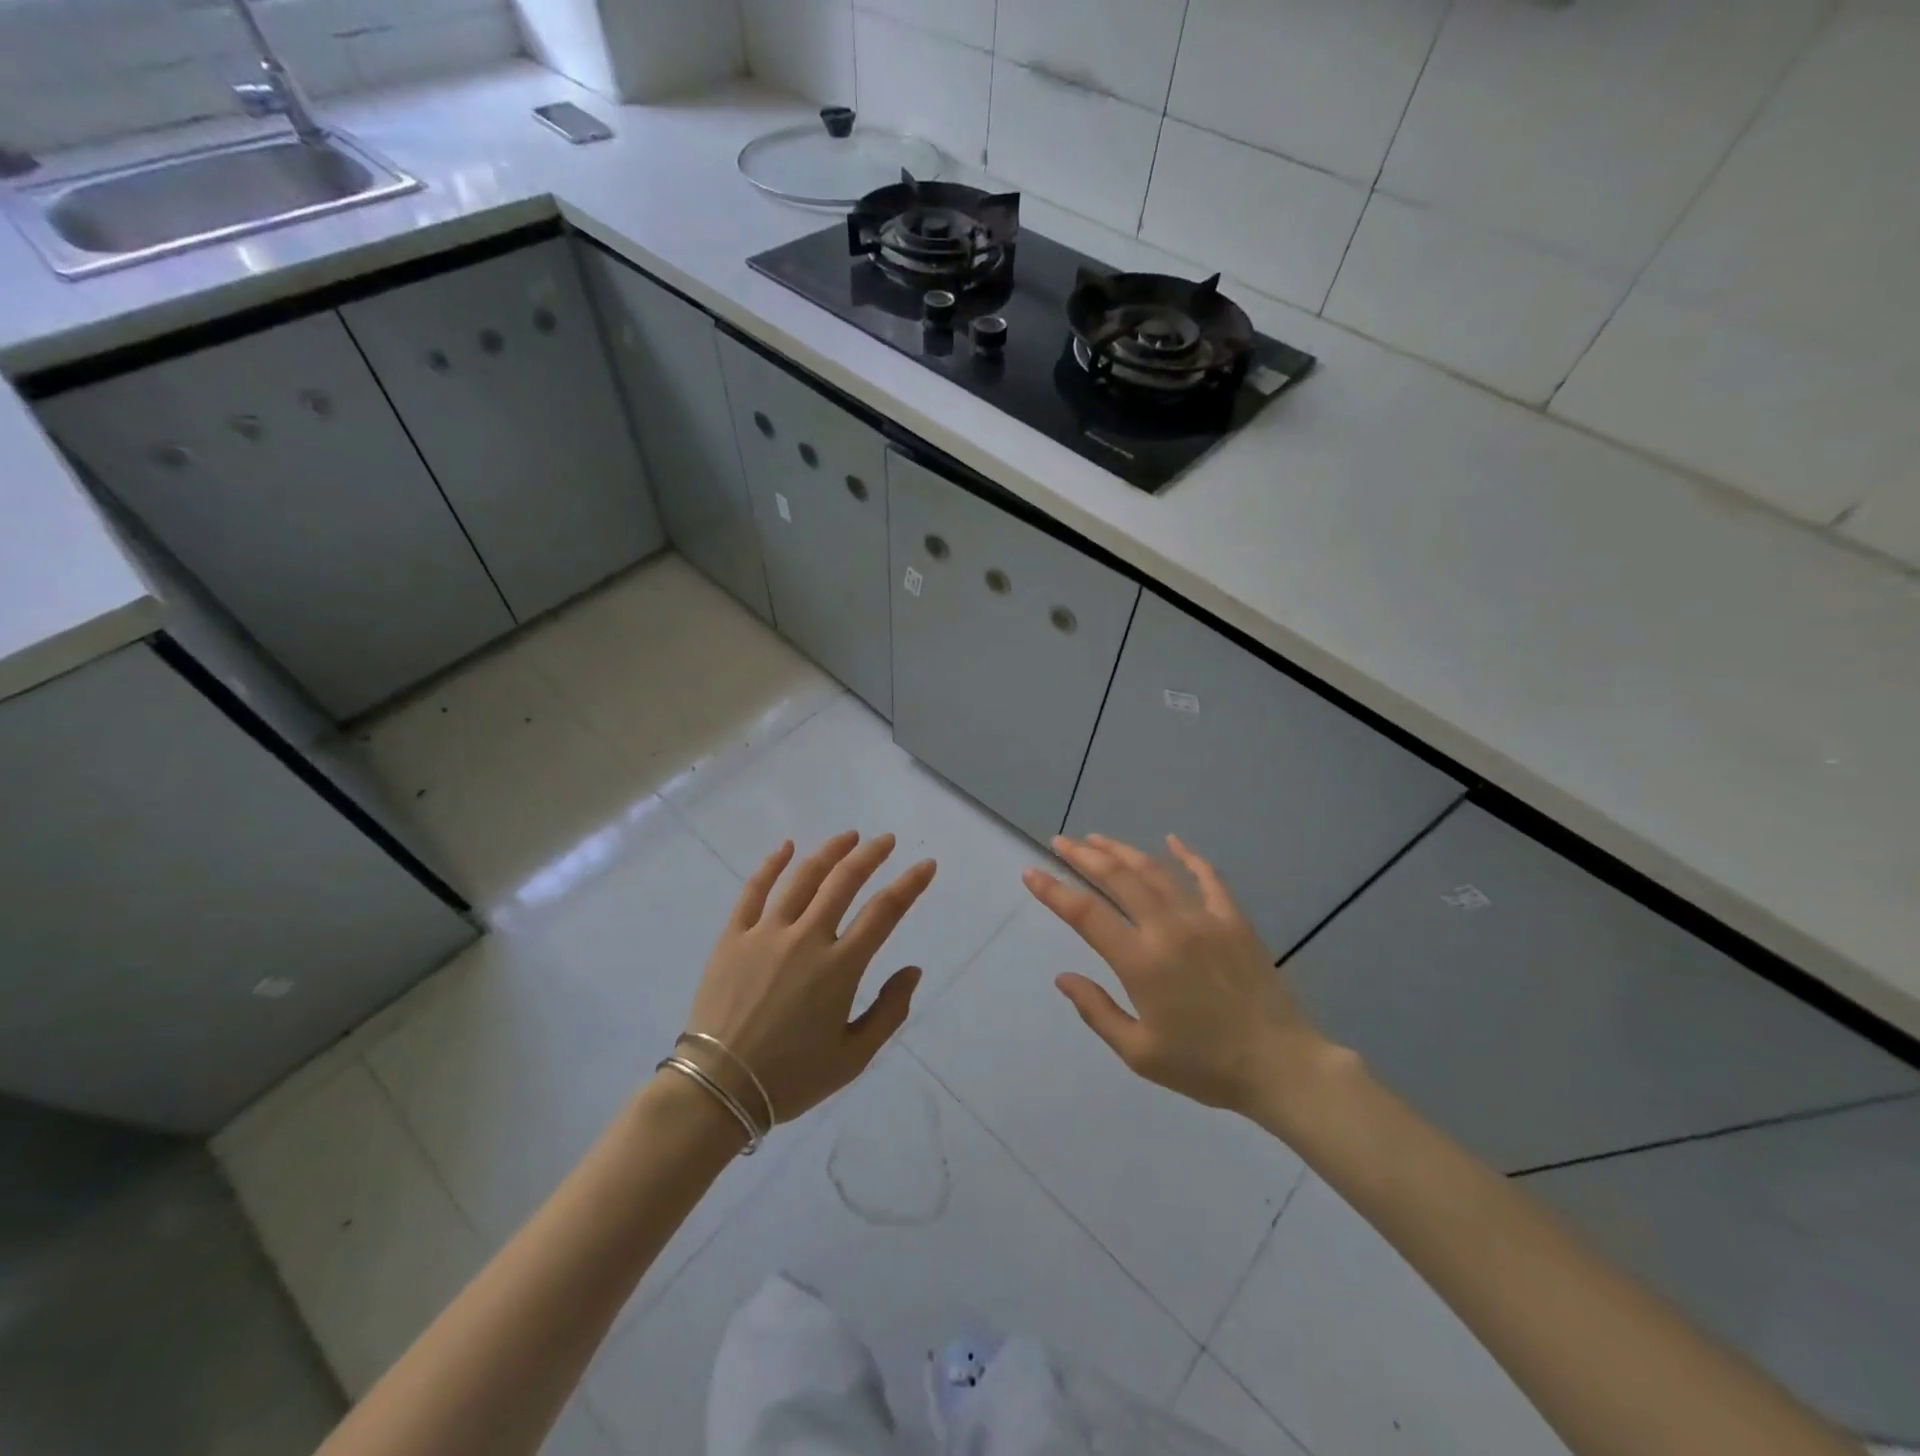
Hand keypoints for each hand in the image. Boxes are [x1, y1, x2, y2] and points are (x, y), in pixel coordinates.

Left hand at [681, 831, 935, 1128]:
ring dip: (830, 852)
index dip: (909, 885)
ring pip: (803, 878)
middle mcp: (806, 938)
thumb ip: (889, 1011)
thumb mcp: (853, 1057)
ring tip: (848, 836)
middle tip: (886, 840)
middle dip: (870, 855)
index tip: (926, 865)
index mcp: (840, 967)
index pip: (884, 912)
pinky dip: (771, 864)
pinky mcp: (734, 936)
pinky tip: (786, 847)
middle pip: (844, 881)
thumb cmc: (791, 1077)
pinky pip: (754, 890)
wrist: (717, 1089)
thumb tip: (913, 970)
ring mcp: (767, 933)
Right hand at [1023, 833, 1326, 1116]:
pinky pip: (1207, 877)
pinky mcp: (1233, 920)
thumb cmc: (1205, 1066)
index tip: (1031, 873)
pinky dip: (1188, 855)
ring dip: (1122, 851)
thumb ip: (1097, 1011)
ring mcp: (1204, 919)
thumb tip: (1063, 977)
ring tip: (1097, 838)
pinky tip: (1172, 840)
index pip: (1086, 914)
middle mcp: (1168, 929)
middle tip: (1060, 841)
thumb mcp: (1140, 1054)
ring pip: (1154, 871)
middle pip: (1117, 878)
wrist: (1281, 1065)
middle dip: (1083, 856)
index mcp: (1141, 962)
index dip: (1054, 891)